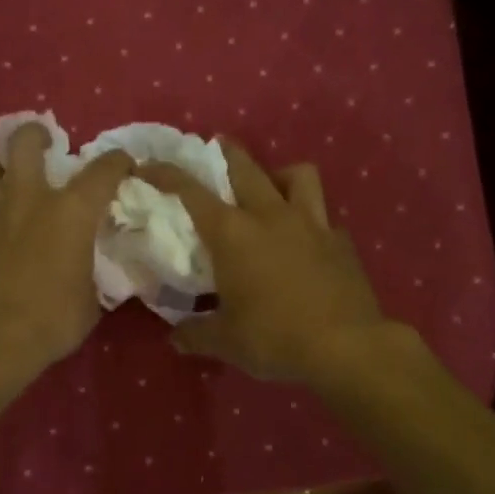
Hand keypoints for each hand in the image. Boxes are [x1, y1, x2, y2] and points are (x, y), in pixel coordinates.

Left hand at [0, 122, 134, 373]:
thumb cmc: (52, 319)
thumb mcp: (91, 298)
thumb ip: (90, 270)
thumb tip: (87, 267)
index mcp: (71, 211)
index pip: (103, 169)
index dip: (118, 161)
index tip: (122, 166)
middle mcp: (29, 197)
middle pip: (24, 140)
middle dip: (35, 134)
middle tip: (44, 144)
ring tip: (3, 175)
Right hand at [137, 142, 390, 386]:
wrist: (346, 347)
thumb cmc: (274, 338)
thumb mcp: (225, 342)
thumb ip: (196, 334)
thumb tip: (176, 338)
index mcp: (233, 233)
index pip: (191, 192)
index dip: (166, 174)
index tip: (149, 165)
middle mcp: (270, 216)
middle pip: (247, 167)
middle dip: (227, 152)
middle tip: (217, 147)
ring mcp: (311, 224)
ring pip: (298, 175)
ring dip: (279, 174)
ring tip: (272, 187)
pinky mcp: (340, 241)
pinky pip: (323, 216)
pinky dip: (311, 219)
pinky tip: (306, 240)